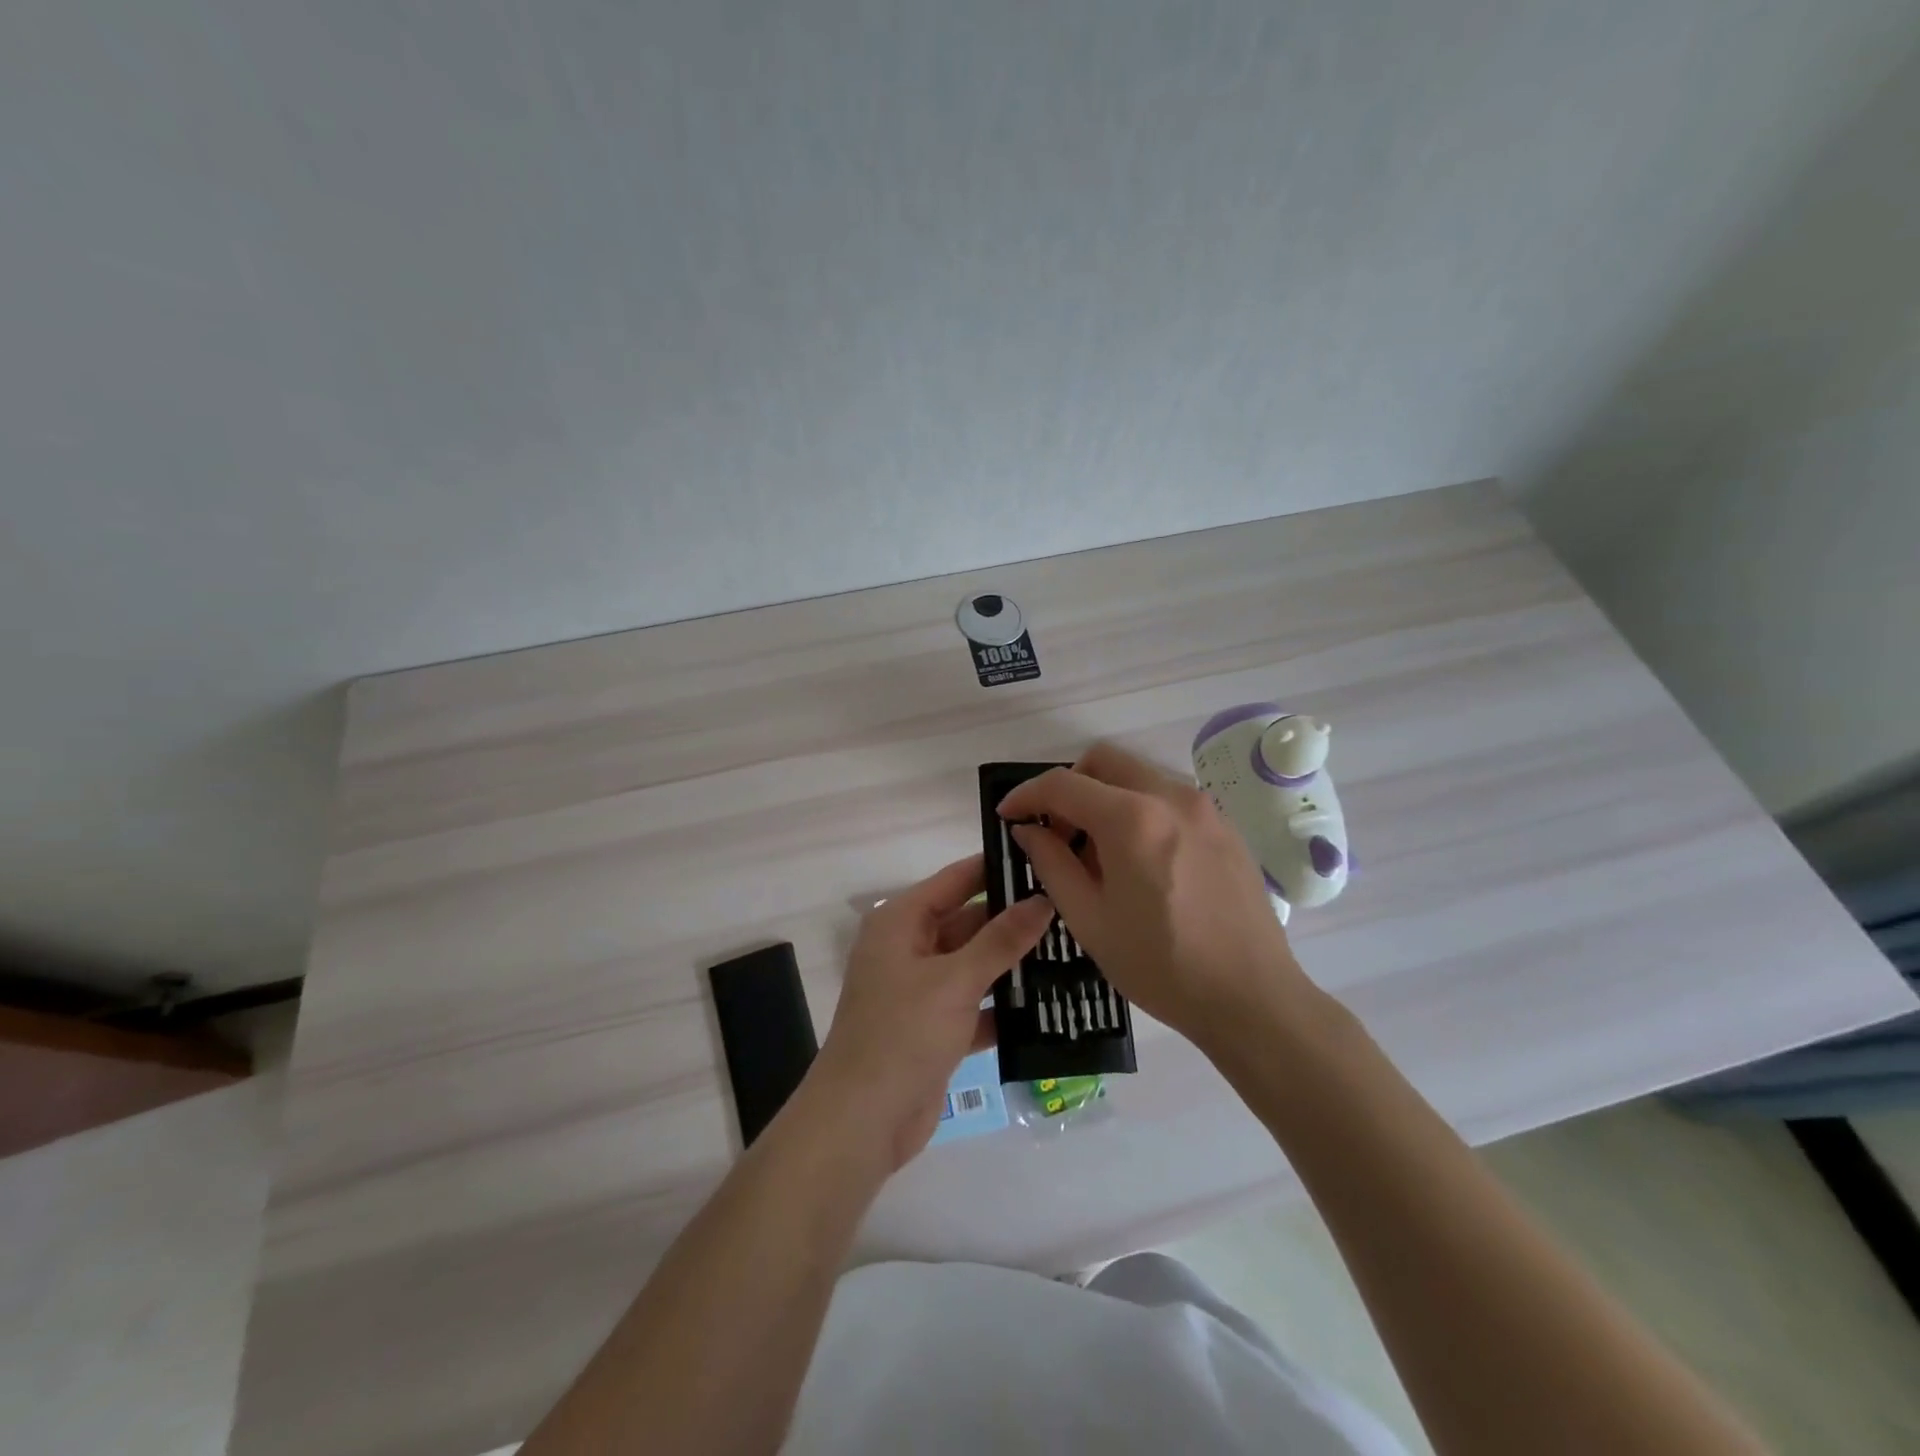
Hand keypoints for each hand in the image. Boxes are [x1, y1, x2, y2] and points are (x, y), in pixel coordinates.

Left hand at [812, 855, 1053, 1169]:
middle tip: (1072, 909)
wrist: (862, 1122)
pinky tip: (1052, 1002)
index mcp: (901, 921)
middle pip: (969, 921)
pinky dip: (1005, 1005)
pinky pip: (977, 1003)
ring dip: (1015, 963)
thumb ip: (1001, 939)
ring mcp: (922, 990)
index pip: (956, 879)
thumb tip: (1042, 899)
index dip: (997, 867)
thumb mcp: (955, 980)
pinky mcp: (935, 1027)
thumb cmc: (902, 1034)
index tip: (1046, 858)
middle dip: (1015, 919)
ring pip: (976, 964)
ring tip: (1073, 949)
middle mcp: (910, 948)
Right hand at [997, 743, 1311, 1049]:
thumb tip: (1029, 830)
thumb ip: (1051, 864)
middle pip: (1103, 761)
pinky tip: (1139, 860)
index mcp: (1132, 819)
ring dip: (1105, 797)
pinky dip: (1139, 809)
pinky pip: (1168, 797)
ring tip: (1098, 852)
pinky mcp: (1224, 825)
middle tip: (1057, 832)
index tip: (1008, 815)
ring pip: (1138, 775)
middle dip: (1068, 786)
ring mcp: (1204, 807)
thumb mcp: (1089, 920)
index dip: (1026, 794)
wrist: (1253, 998)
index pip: (1062, 784)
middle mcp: (1170, 796)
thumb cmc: (1161, 966)